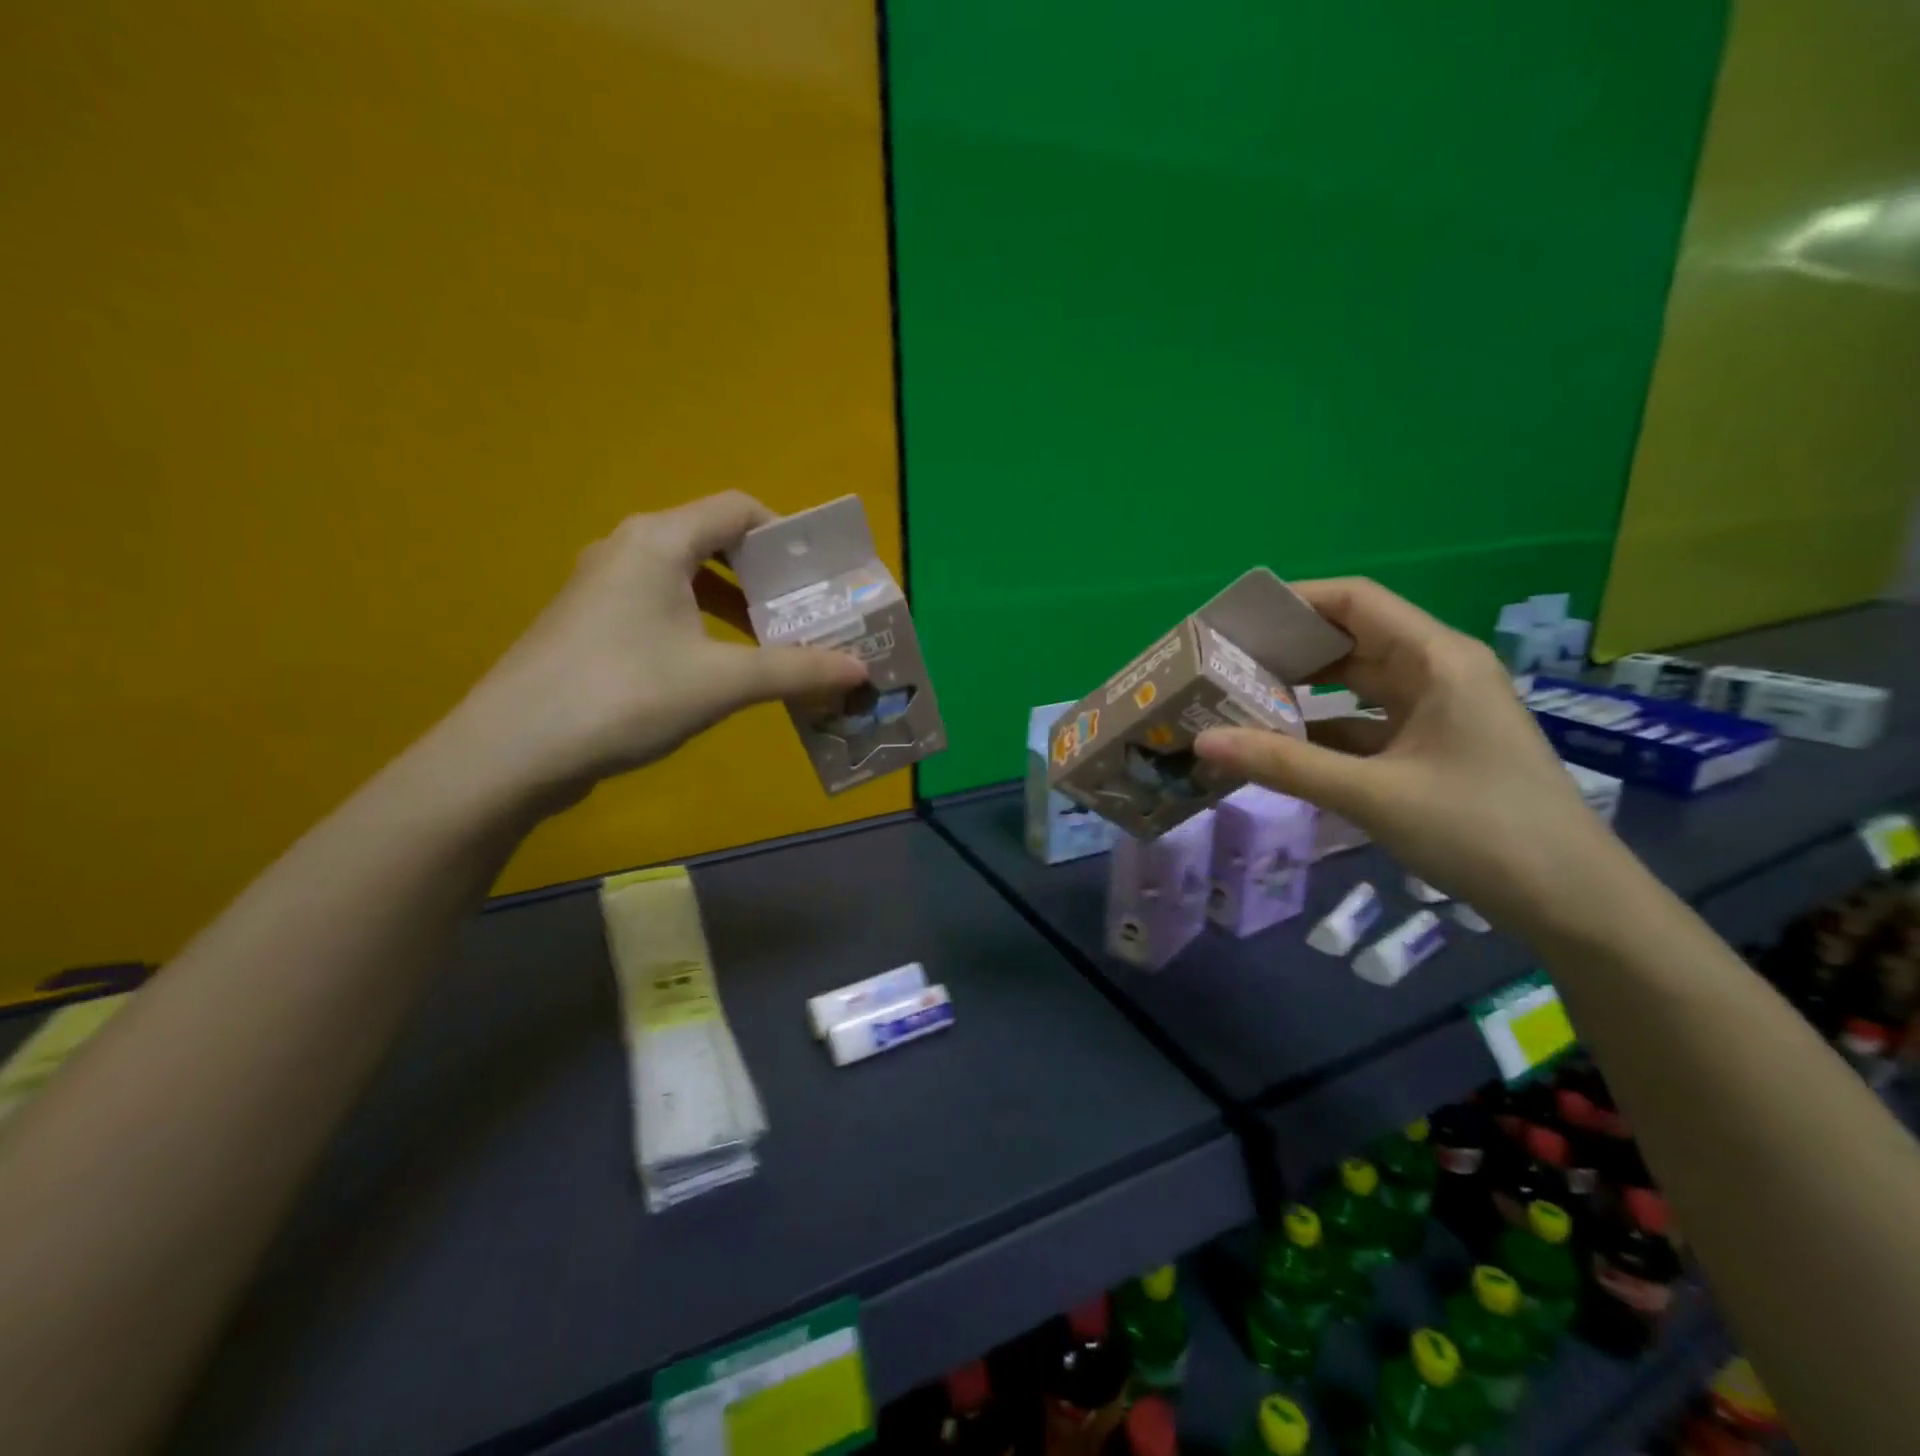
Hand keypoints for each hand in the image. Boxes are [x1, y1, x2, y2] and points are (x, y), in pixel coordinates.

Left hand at [434, 492, 866, 806]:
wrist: (513, 750)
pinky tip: (719, 669)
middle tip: (807, 615)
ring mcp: (603, 587)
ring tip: (774, 645)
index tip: (820, 577)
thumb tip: (861, 671)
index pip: (737, 509)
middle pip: (714, 541)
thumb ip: (796, 671)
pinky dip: (701, 625)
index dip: (787, 535)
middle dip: (767, 578)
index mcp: (659, 541)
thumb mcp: (721, 682)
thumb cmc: (624, 695)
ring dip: (736, 606)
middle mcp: (628, 548)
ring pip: (687, 578)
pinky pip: (661, 606)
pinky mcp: (591, 624)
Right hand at [1193, 578, 1617, 933]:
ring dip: (1300, 689)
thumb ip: (1284, 764)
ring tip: (1236, 698)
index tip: (1232, 620)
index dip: (1292, 601)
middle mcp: (1437, 672)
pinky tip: (1277, 744)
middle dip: (1286, 648)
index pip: (1354, 601)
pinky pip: (1363, 722)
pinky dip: (1321, 728)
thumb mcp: (1372, 795)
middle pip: (1350, 638)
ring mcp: (1435, 711)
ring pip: (1354, 683)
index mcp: (1436, 659)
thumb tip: (1203, 740)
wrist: (1572, 902)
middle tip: (1221, 664)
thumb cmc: (1481, 831)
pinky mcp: (1430, 747)